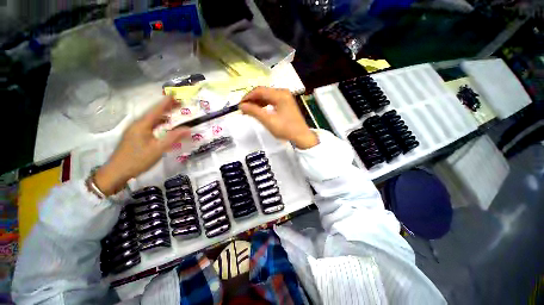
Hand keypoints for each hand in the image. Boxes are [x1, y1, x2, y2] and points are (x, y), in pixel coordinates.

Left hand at [94, 97, 190, 195]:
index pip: (156, 110)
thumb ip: (173, 137)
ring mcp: (135, 130)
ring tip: (174, 112)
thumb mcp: (158, 149)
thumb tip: (188, 128)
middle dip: (166, 107)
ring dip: (162, 114)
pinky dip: (158, 122)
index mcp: (142, 125)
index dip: (166, 102)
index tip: (174, 94)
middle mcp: (137, 124)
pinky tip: (163, 125)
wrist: (117, 171)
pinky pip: (148, 125)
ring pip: (151, 119)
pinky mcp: (135, 136)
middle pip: (153, 112)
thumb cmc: (138, 159)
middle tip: (178, 102)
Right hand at [239, 87, 318, 149]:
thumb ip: (254, 111)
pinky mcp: (286, 103)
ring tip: (249, 110)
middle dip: (252, 100)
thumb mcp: (268, 121)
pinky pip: (272, 101)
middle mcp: (283, 92)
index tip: (240, 105)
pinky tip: (259, 110)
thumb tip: (241, 105)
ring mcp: (285, 97)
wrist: (301, 136)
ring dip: (257, 102)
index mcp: (280, 94)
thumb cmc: (285, 129)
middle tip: (243, 109)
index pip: (259, 90)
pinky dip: (264, 105)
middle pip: (263, 92)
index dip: (248, 97)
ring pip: (267, 96)